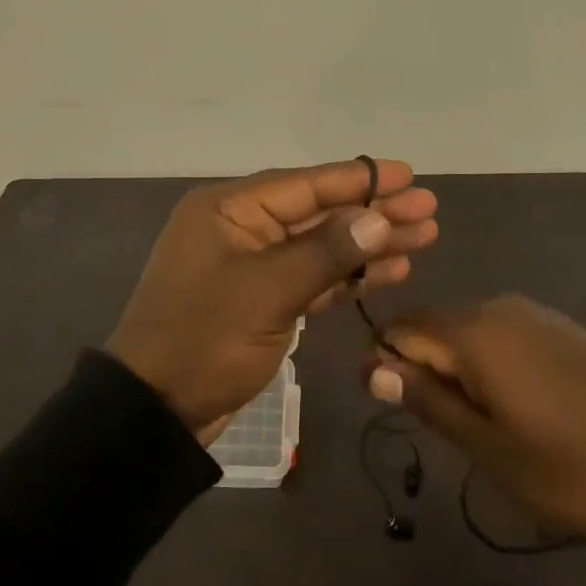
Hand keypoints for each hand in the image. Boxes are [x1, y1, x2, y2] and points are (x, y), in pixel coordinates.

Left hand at [108, 160, 439, 441]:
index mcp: (229, 210)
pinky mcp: (263, 300)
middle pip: (318, 212)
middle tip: (428, 209)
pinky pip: (312, 278)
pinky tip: (390, 271)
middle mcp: (241, 228)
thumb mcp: (267, 291)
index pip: (305, 184)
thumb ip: (325, 252)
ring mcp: (252, 266)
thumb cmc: (205, 339)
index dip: (360, 179)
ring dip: (368, 244)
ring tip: (423, 238)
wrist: (156, 411)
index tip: (409, 174)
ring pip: (321, 246)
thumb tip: (377, 217)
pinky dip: (348, 276)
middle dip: (373, 212)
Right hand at [367, 295, 585, 535]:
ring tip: (474, 419)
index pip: (402, 328)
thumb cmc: (569, 467)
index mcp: (473, 332)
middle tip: (435, 420)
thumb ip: (428, 400)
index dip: (384, 359)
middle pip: (434, 325)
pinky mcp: (558, 326)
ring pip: (467, 330)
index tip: (384, 399)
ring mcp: (532, 313)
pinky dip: (487, 360)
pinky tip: (510, 400)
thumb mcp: (488, 447)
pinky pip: (500, 333)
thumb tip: (372, 368)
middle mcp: (497, 307)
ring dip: (455, 365)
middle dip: (421, 364)